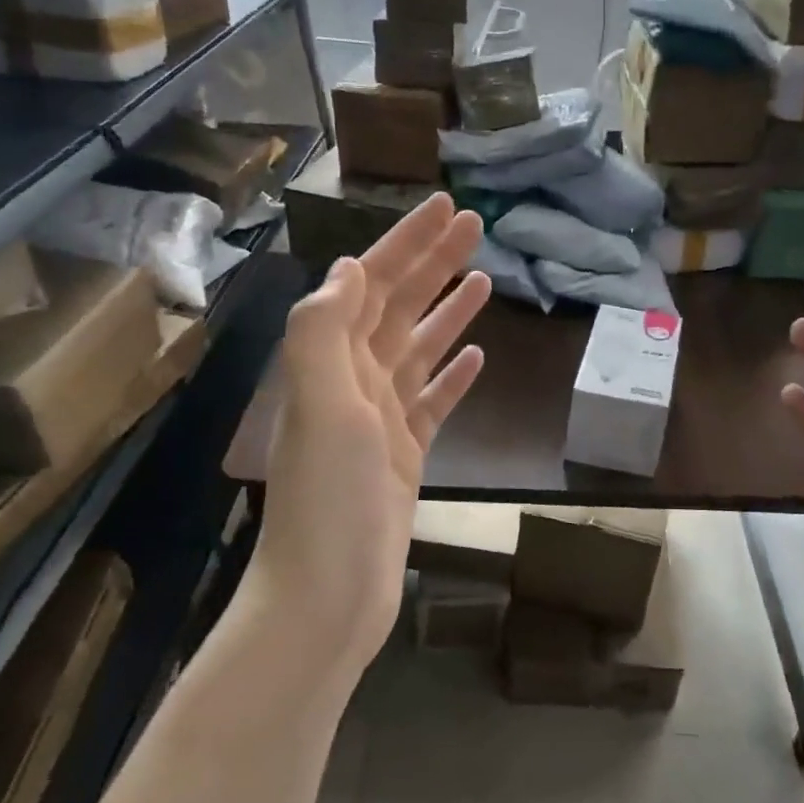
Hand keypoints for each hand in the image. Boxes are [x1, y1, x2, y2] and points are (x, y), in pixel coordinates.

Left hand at [253, 195, 489, 675]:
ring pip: (418, 350)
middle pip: (398, 307)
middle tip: (476, 226)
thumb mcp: (321, 402)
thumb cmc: (327, 499)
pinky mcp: (403, 456)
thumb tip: (346, 267)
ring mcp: (380, 420)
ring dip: (447, 312)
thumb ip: (324, 329)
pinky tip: (476, 358)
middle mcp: (353, 382)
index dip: (406, 243)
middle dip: (433, 263)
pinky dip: (452, 376)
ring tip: (482, 279)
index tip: (447, 207)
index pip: (372, 284)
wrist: (327, 595)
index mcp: (330, 362)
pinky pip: (432, 402)